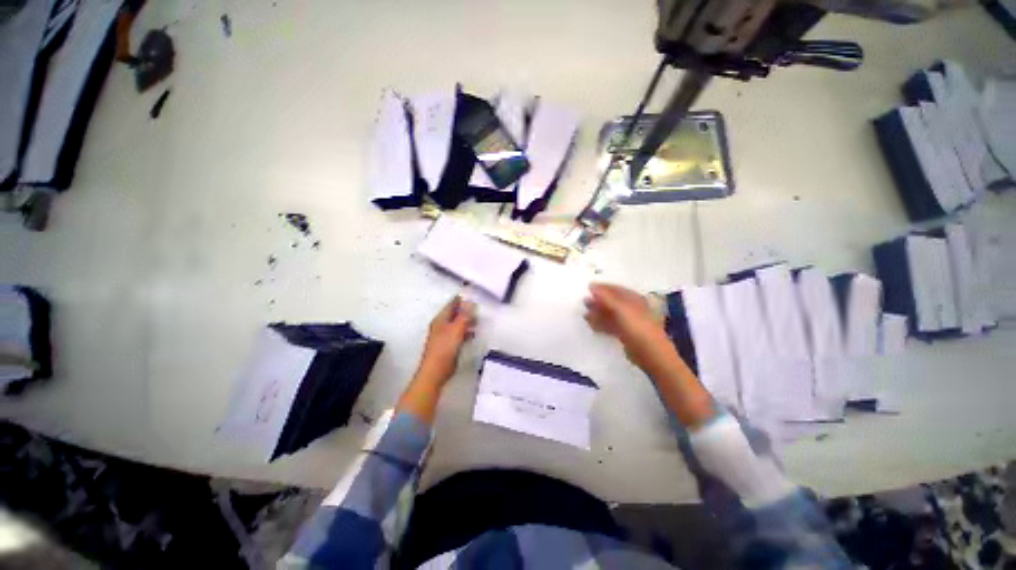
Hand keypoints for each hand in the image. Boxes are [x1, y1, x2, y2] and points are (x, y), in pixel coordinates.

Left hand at [416, 295, 476, 384]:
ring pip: (457, 324)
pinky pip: (458, 334)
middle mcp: (441, 325)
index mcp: (441, 319)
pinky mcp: (448, 345)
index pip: (452, 304)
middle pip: (455, 313)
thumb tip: (470, 302)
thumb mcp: (456, 330)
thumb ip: (464, 316)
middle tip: (479, 310)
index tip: (474, 295)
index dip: (462, 299)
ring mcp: (444, 335)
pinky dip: (466, 332)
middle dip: (467, 311)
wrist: (436, 371)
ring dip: (467, 322)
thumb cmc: (445, 348)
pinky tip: (473, 334)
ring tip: (479, 321)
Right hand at [584, 283, 672, 374]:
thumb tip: (591, 285)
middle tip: (584, 302)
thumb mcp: (621, 308)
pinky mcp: (625, 335)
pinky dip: (601, 324)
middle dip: (598, 301)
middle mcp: (631, 309)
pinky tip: (591, 325)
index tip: (587, 288)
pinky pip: (610, 326)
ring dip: (598, 313)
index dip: (602, 288)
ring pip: (610, 315)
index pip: (616, 289)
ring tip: (584, 314)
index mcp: (634, 299)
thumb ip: (606, 296)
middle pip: (612, 302)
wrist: (650, 353)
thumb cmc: (637, 326)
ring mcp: (628, 322)